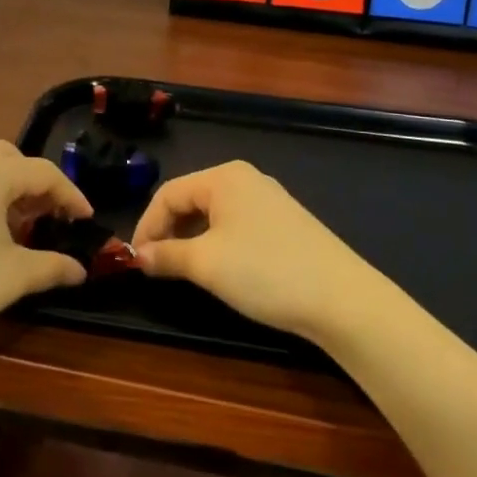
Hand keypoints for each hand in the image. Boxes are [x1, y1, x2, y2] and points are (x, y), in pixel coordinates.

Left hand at [0, 141, 92, 359]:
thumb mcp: (11, 277)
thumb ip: (52, 267)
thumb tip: (80, 269)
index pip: (43, 172)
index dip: (71, 195)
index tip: (87, 220)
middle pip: (10, 159)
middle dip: (37, 183)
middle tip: (53, 216)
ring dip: (10, 190)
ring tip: (23, 228)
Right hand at [131, 161, 380, 341]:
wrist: (342, 299)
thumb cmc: (265, 271)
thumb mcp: (207, 265)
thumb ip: (167, 256)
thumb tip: (139, 257)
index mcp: (224, 177)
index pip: (168, 193)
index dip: (146, 225)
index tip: (134, 260)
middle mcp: (246, 179)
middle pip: (191, 199)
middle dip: (168, 231)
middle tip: (154, 266)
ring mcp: (269, 200)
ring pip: (213, 214)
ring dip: (191, 239)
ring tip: (181, 270)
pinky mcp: (285, 223)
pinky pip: (236, 225)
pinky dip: (216, 243)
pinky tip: (218, 268)